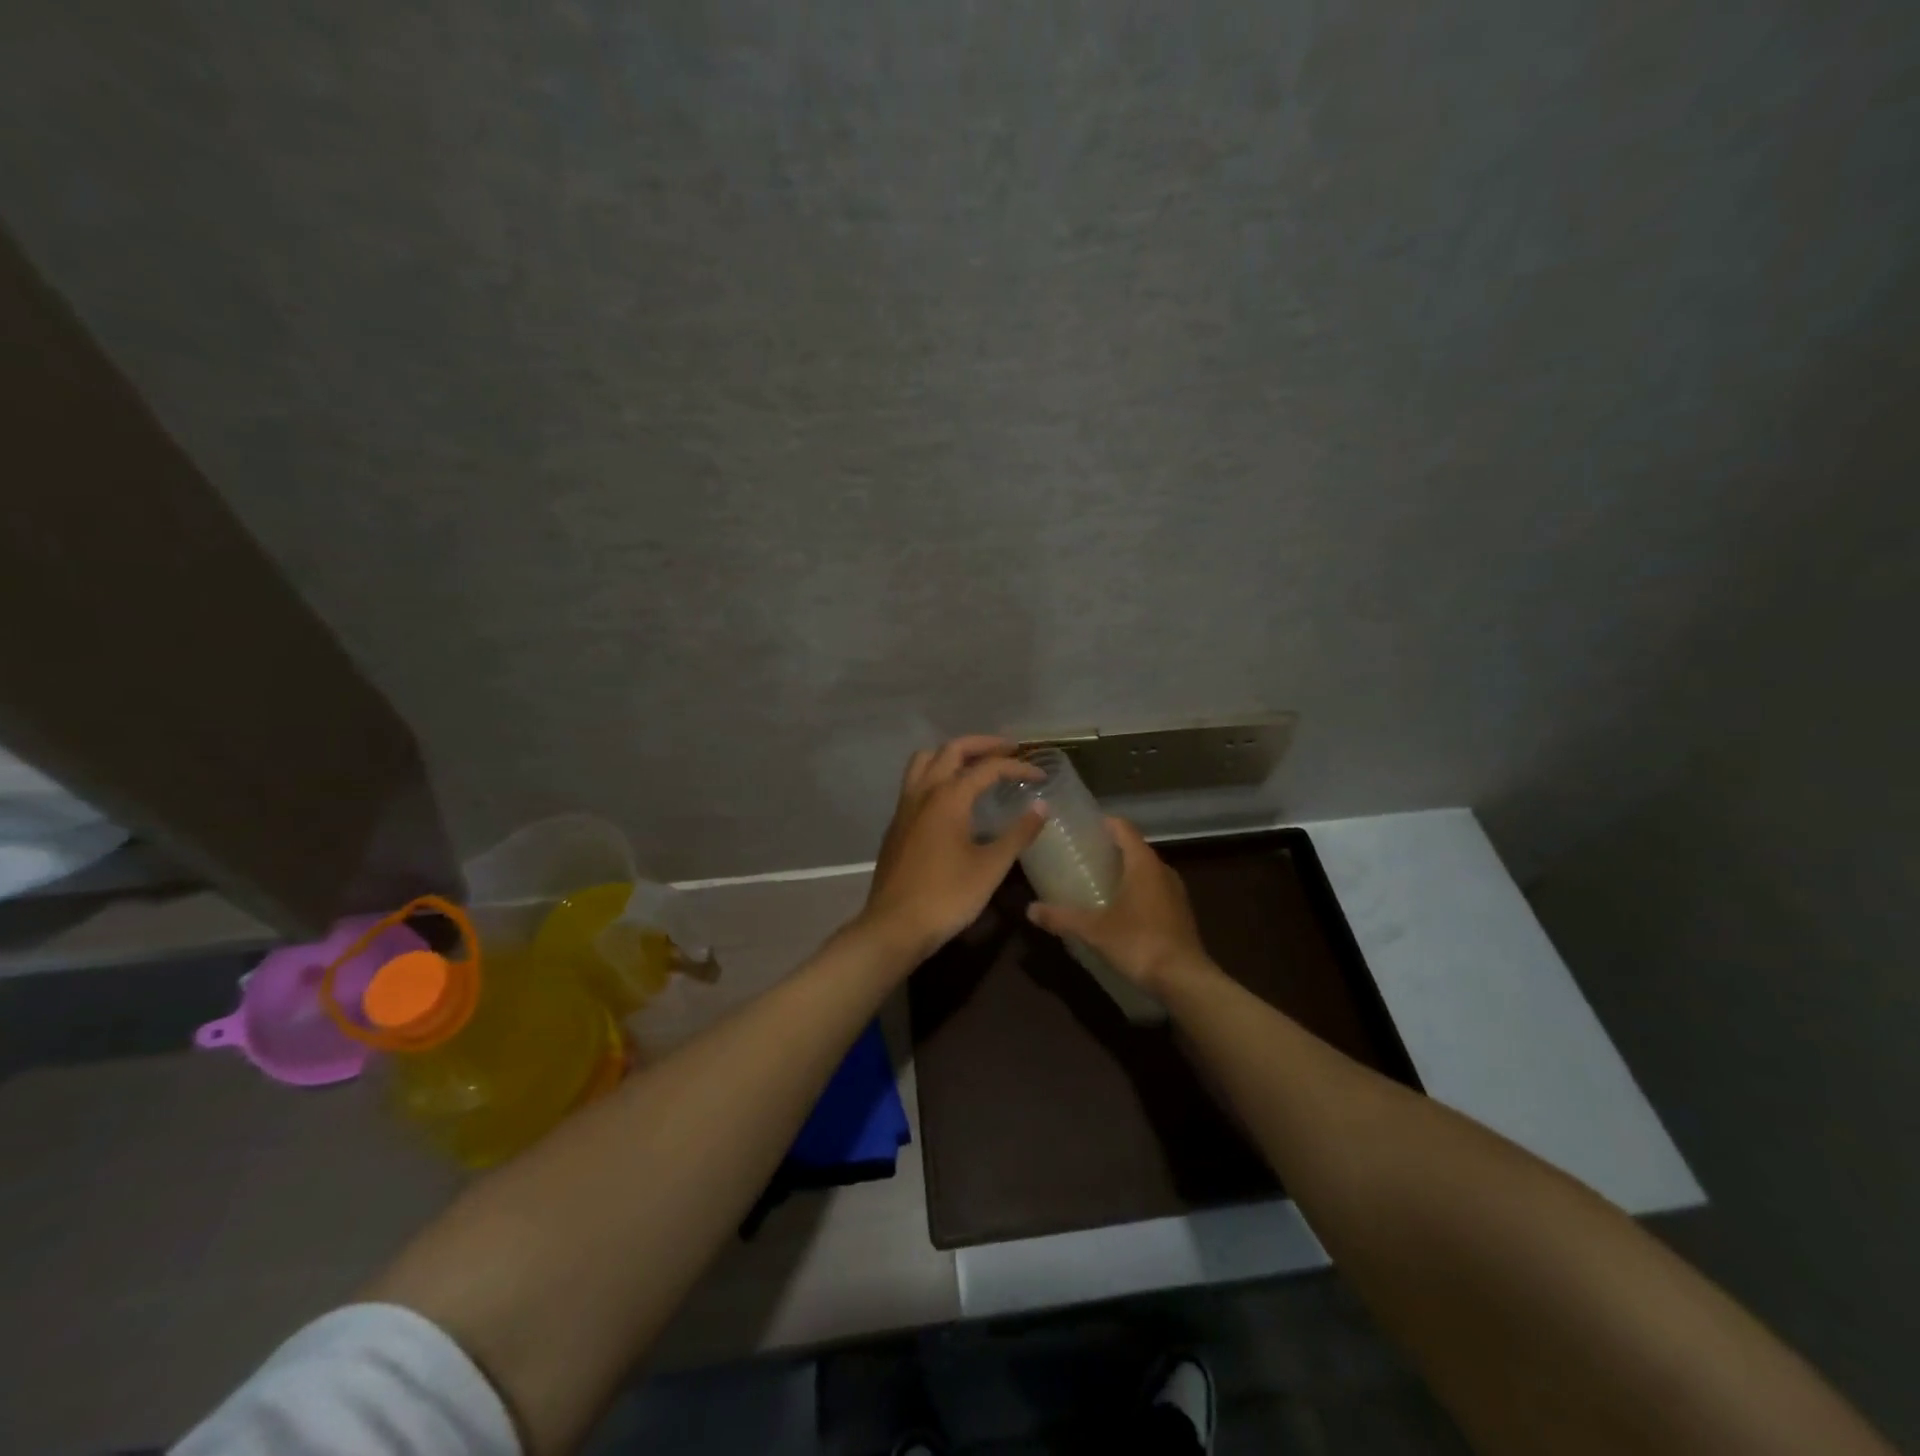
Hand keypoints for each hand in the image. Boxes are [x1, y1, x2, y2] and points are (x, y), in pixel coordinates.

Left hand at [857, 736, 1045, 965]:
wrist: (895, 926)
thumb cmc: (948, 896)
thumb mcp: (991, 867)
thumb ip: (1018, 834)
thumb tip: (1041, 807)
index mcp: (949, 797)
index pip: (987, 768)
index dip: (1017, 767)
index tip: (1040, 775)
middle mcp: (924, 792)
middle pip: (952, 750)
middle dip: (982, 745)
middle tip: (1009, 750)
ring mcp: (905, 807)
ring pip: (925, 761)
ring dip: (952, 754)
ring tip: (976, 764)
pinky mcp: (896, 824)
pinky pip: (915, 782)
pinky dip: (936, 774)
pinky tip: (950, 798)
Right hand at [1026, 817, 1212, 998]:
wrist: (1184, 979)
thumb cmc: (1139, 942)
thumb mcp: (1094, 930)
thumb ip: (1061, 917)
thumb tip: (1029, 910)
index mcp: (1144, 864)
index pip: (1124, 829)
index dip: (1105, 823)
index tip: (1084, 825)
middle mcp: (1163, 871)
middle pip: (1135, 849)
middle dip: (1111, 849)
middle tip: (1083, 855)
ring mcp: (1175, 893)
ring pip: (1146, 871)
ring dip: (1125, 871)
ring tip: (1097, 880)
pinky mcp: (1180, 914)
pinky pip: (1154, 891)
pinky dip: (1137, 891)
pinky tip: (1119, 908)